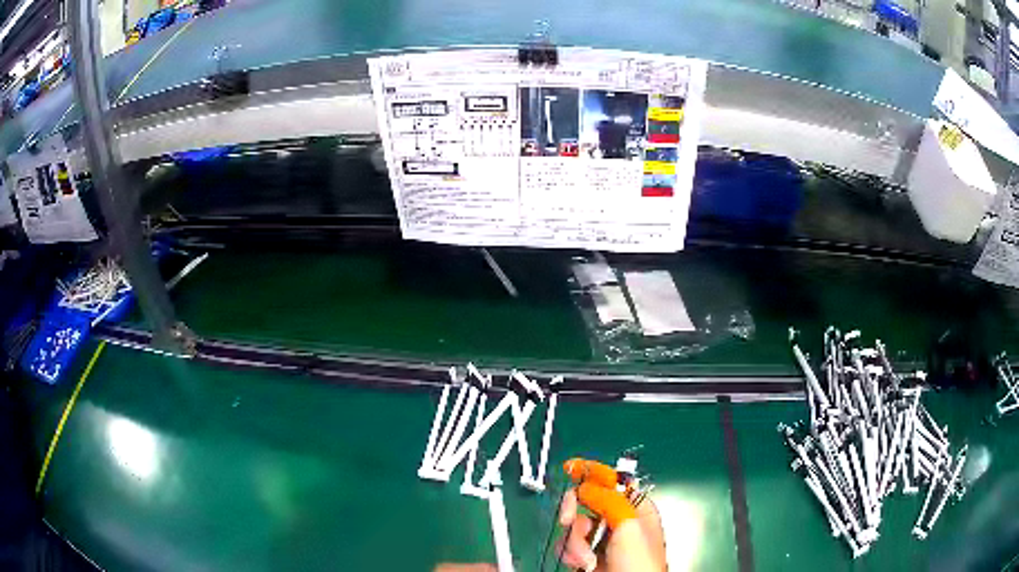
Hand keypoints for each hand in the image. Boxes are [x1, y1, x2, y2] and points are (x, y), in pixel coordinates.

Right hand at [557, 459, 665, 571]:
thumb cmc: (637, 561)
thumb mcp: (628, 526)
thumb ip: (608, 500)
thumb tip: (587, 484)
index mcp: (636, 508)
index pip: (614, 483)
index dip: (593, 472)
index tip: (570, 466)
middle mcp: (618, 522)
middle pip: (587, 503)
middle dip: (575, 513)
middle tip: (567, 520)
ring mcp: (602, 541)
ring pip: (575, 526)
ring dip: (574, 542)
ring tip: (584, 558)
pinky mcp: (587, 557)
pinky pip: (569, 545)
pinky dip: (570, 554)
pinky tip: (581, 564)